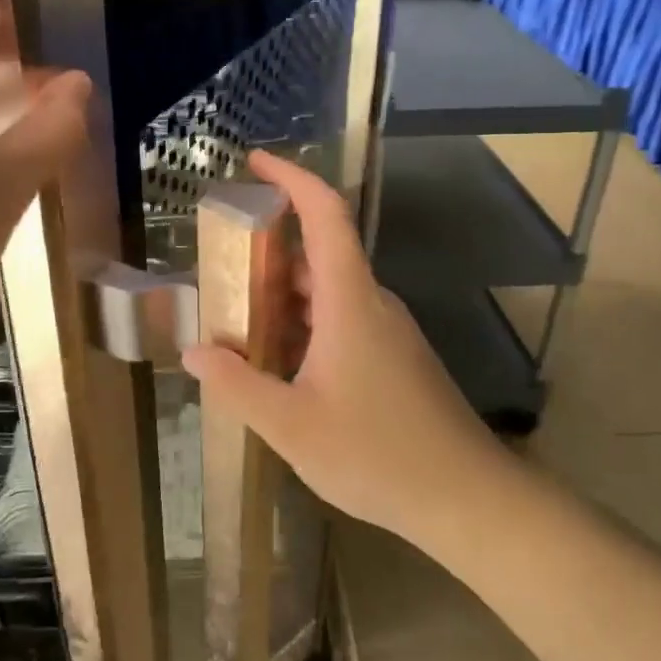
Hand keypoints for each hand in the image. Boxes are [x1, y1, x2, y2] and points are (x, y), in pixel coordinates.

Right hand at [182, 150, 503, 540]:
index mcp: (350, 301)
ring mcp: (389, 332)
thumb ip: (237, 385)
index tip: (254, 163)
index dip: (291, 179)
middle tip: (219, 270)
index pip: (325, 214)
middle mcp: (372, 304)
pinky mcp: (396, 358)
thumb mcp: (291, 426)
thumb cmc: (376, 455)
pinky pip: (344, 322)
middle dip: (268, 253)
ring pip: (330, 293)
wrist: (465, 497)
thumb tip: (195, 351)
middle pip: (320, 254)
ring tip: (238, 323)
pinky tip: (280, 367)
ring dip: (285, 298)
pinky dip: (306, 327)